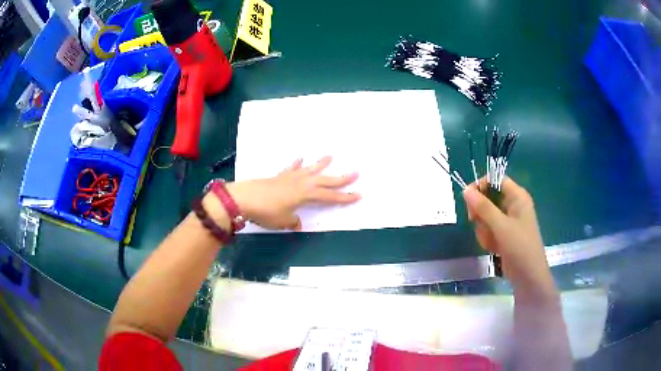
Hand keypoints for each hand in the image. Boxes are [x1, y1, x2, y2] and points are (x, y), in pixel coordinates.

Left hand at [227, 156, 359, 230]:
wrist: (245, 198)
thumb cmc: (266, 211)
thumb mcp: (283, 221)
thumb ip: (293, 221)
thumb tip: (297, 223)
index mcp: (306, 194)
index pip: (330, 196)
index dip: (345, 197)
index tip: (358, 195)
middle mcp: (302, 183)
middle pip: (325, 180)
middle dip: (341, 178)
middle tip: (355, 173)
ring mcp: (290, 177)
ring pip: (310, 169)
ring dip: (321, 164)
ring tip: (330, 156)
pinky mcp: (279, 176)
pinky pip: (291, 168)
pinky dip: (296, 164)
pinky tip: (300, 158)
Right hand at [462, 178, 555, 297]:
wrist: (528, 276)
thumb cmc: (520, 247)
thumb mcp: (501, 226)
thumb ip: (483, 207)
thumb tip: (465, 189)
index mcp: (517, 197)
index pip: (495, 180)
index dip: (481, 186)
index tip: (468, 199)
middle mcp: (513, 205)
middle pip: (488, 198)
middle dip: (481, 213)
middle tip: (475, 222)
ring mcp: (508, 221)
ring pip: (485, 216)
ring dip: (483, 229)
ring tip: (491, 242)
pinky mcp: (503, 234)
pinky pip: (488, 229)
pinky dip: (487, 238)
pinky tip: (493, 248)